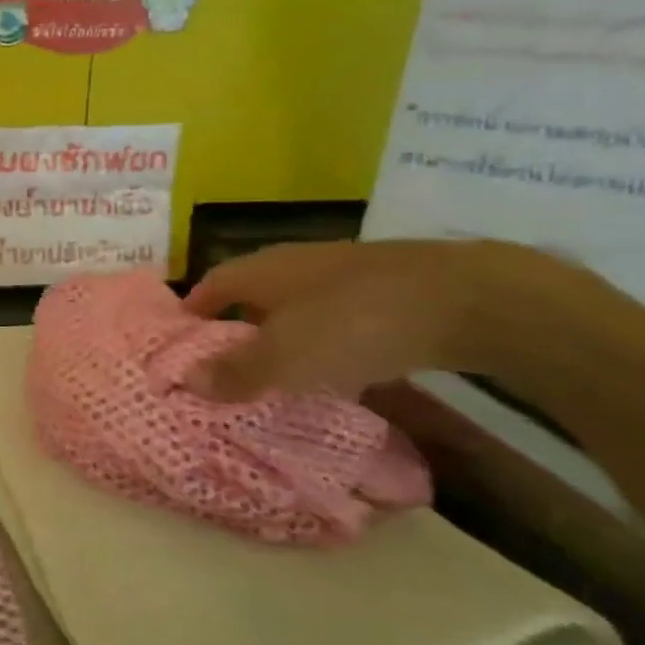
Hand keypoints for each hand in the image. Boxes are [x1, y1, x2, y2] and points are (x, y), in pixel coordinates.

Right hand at [183, 239, 532, 401]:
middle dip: (236, 327)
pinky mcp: (384, 291)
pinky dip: (324, 342)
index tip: (181, 339)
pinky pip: (335, 317)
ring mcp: (343, 274)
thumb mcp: (285, 357)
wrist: (462, 300)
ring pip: (296, 306)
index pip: (212, 284)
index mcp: (263, 271)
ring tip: (275, 375)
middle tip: (224, 366)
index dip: (194, 310)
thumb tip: (186, 380)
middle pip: (253, 294)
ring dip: (281, 336)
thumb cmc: (353, 324)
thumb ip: (236, 371)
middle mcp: (296, 264)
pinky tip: (335, 370)